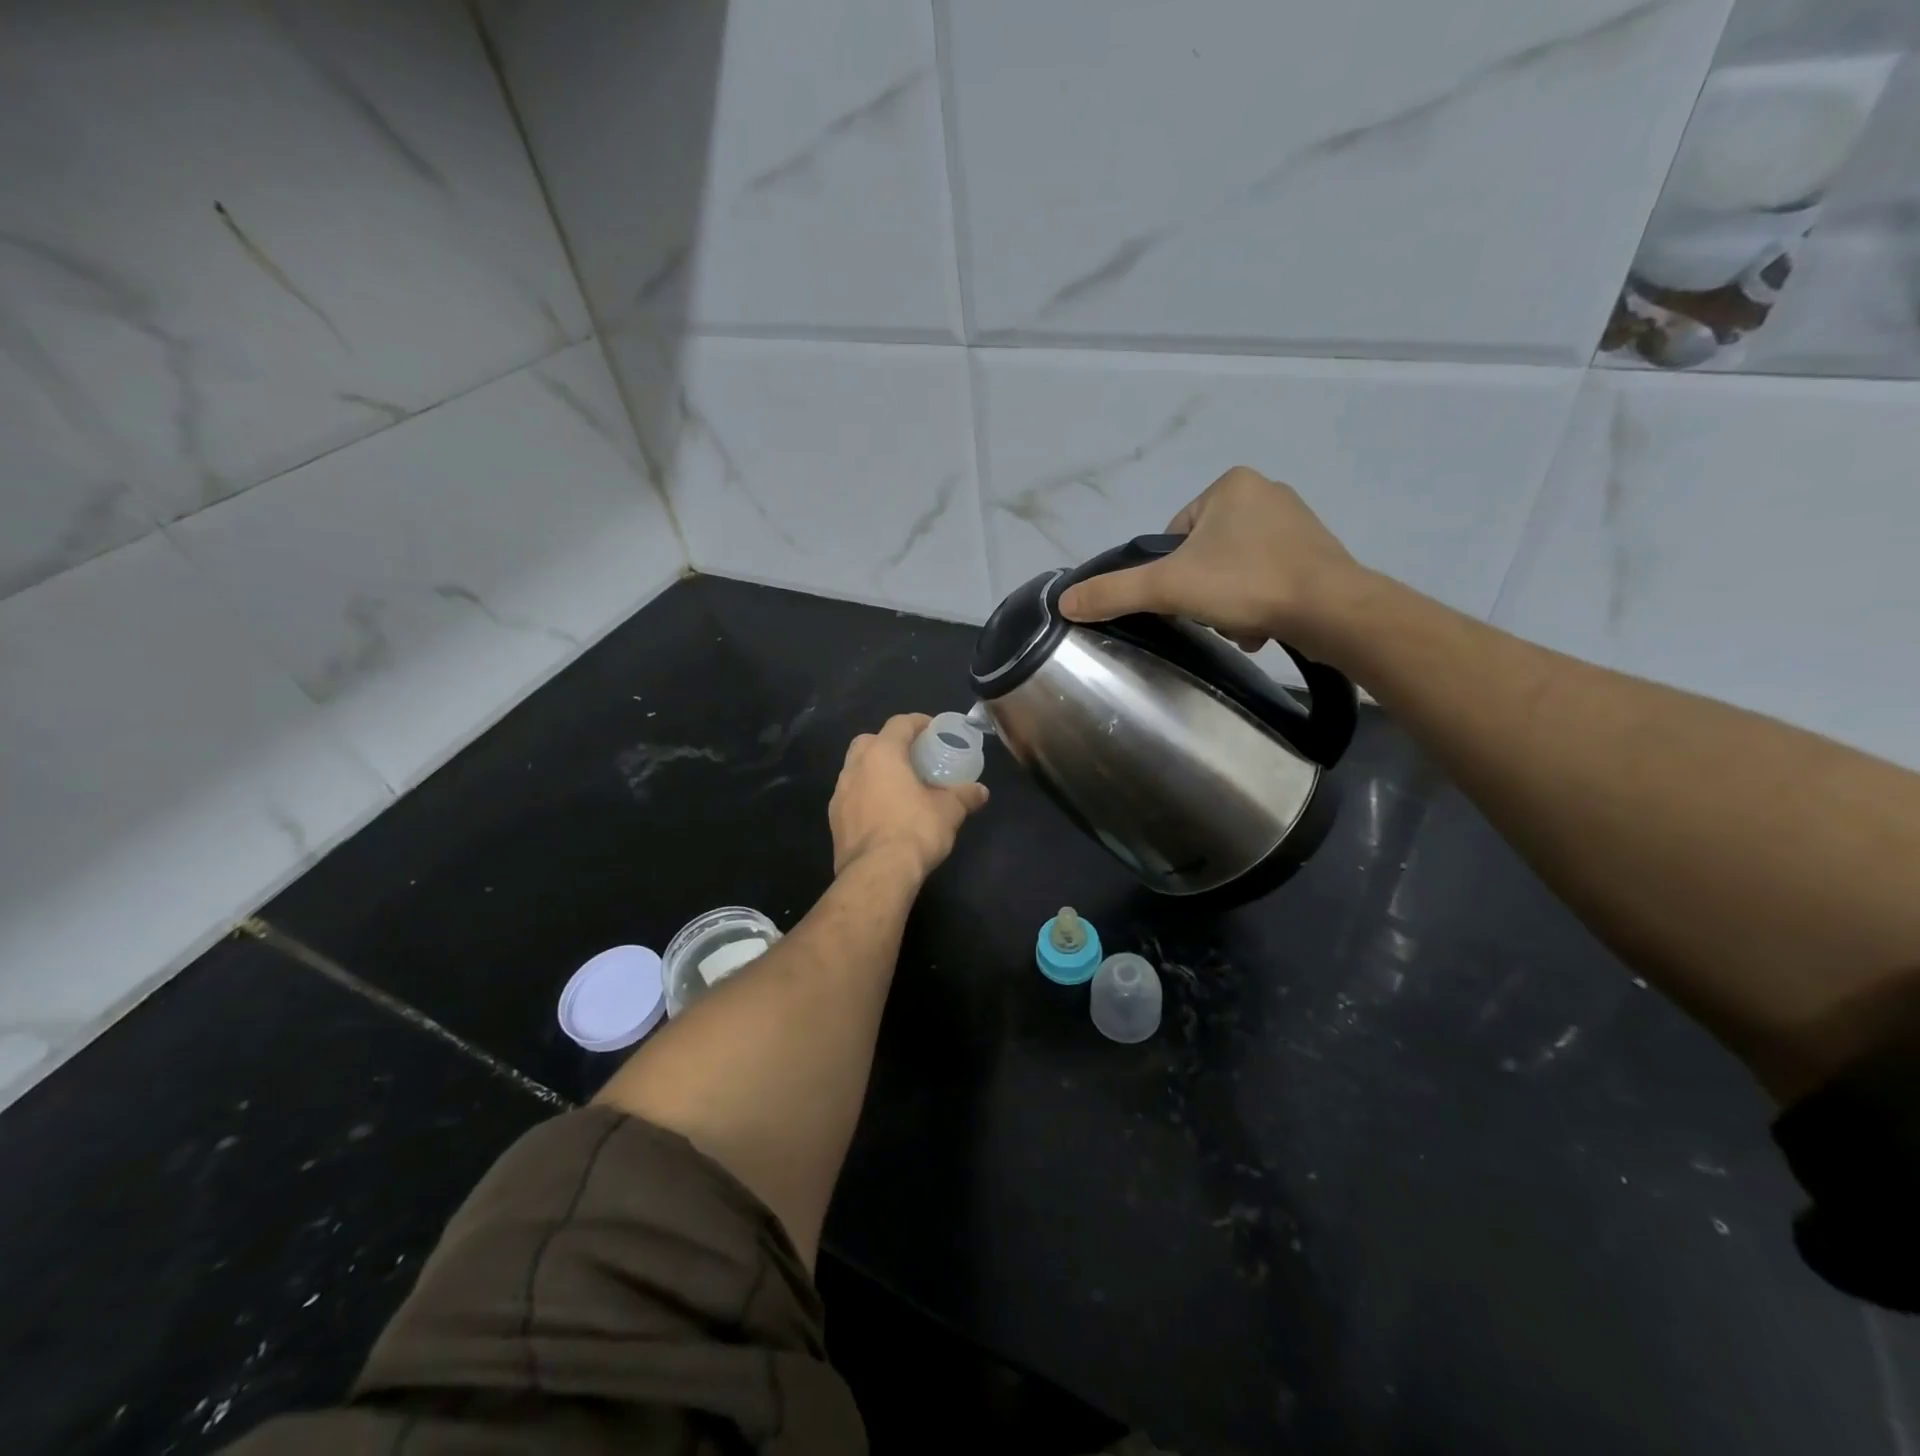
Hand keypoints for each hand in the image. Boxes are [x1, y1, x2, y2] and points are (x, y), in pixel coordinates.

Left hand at [830, 714, 988, 880]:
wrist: (877, 874)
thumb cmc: (915, 830)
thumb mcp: (949, 811)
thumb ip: (964, 796)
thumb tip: (981, 791)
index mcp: (881, 753)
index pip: (899, 724)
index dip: (918, 722)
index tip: (933, 730)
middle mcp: (855, 767)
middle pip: (870, 741)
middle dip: (889, 743)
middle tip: (912, 757)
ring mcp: (839, 793)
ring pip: (856, 769)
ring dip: (875, 771)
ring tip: (898, 786)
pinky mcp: (834, 819)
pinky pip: (851, 796)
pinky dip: (866, 795)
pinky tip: (883, 812)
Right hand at [1057, 466, 1364, 659]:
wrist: (1331, 610)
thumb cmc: (1246, 583)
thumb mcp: (1168, 588)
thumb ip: (1114, 592)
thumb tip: (1063, 602)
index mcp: (1230, 485)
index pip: (1175, 535)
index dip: (1171, 573)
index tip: (1184, 598)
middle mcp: (1266, 493)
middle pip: (1204, 555)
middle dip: (1203, 591)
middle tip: (1212, 614)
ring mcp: (1296, 523)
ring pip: (1235, 570)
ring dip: (1229, 602)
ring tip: (1241, 623)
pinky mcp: (1317, 553)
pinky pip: (1267, 578)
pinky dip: (1258, 603)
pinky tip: (1263, 625)